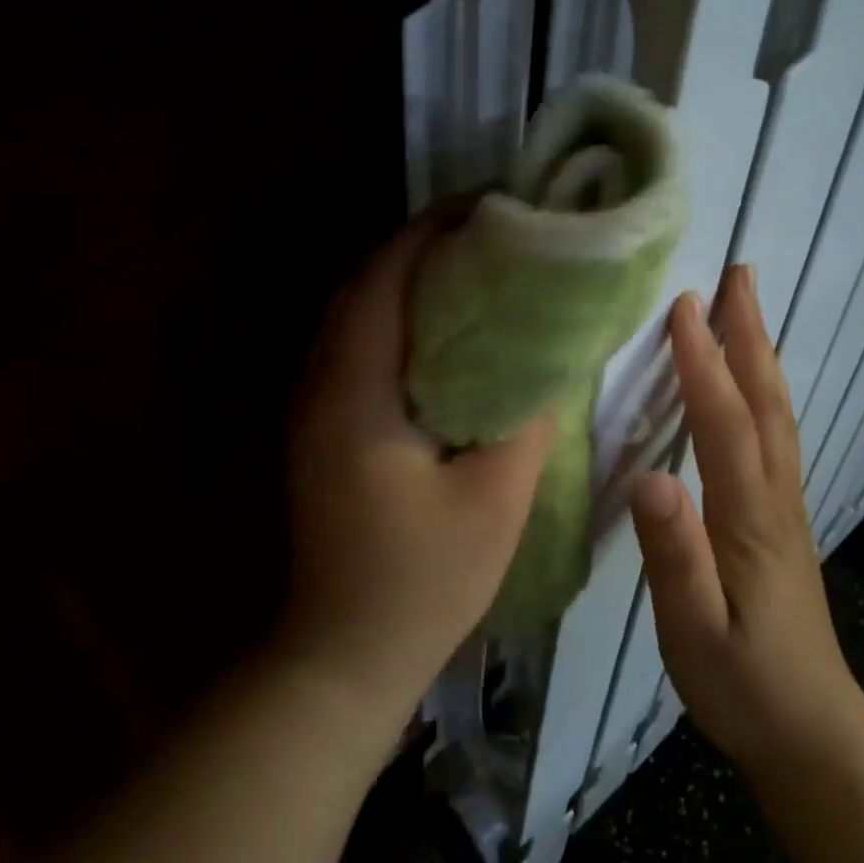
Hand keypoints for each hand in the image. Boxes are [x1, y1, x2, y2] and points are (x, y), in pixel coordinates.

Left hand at [283, 217, 554, 742]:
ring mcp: (314, 409)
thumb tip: (549, 359)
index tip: (486, 208)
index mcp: (355, 394)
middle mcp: (321, 387)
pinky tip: (446, 333)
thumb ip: (526, 418)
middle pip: (363, 288)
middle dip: (420, 248)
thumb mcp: (495, 499)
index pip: (382, 282)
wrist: (345, 654)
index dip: (428, 233)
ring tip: (474, 269)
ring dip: (407, 282)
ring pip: (356, 317)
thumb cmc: (423, 580)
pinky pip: (358, 350)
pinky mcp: (323, 429)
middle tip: (488, 234)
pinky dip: (398, 321)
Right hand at [630, 266, 863, 778]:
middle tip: (739, 275)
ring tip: (746, 309)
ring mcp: (784, 508)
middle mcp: (775, 498)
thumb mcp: (695, 634)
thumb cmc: (745, 687)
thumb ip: (674, 557)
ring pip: (776, 416)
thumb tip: (651, 479)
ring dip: (761, 355)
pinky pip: (774, 437)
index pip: (724, 424)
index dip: (703, 362)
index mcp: (749, 518)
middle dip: (750, 334)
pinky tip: (750, 386)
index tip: (684, 305)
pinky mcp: (781, 521)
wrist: (813, 736)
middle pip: (765, 403)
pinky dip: (762, 393)